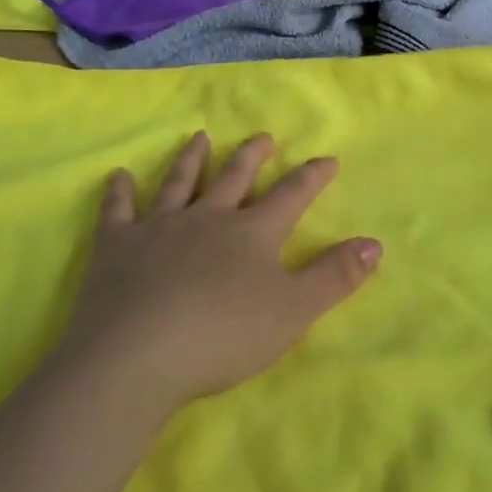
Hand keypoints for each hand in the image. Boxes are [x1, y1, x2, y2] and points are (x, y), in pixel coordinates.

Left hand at [58, 132, 380, 412]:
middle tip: (262, 135)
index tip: (327, 159)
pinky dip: (119, 191)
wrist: (135, 355)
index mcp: (251, 233)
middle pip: (234, 178)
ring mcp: (159, 227)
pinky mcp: (116, 246)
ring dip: (192, 159)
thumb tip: (375, 243)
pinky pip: (118, 210)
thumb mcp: (292, 312)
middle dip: (252, 156)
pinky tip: (118, 175)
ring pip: (180, 182)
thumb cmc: (222, 336)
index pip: (290, 196)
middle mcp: (207, 217)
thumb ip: (334, 276)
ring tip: (200, 137)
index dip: (311, 177)